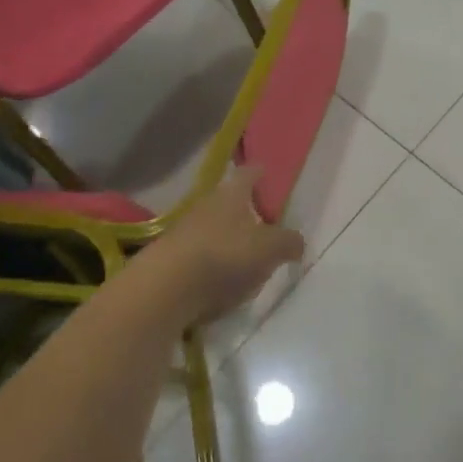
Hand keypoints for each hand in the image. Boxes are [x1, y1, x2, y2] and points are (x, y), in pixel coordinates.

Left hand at [141, 167, 305, 324]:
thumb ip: (288, 242)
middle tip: (266, 226)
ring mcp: (184, 230)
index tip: (269, 177)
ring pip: (214, 228)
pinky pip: (200, 254)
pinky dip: (212, 264)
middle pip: (230, 201)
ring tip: (247, 260)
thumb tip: (298, 241)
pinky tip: (221, 283)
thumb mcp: (269, 249)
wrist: (164, 288)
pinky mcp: (170, 258)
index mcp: (232, 193)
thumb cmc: (225, 256)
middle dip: (246, 212)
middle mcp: (207, 204)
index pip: (249, 173)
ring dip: (229, 239)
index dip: (261, 173)